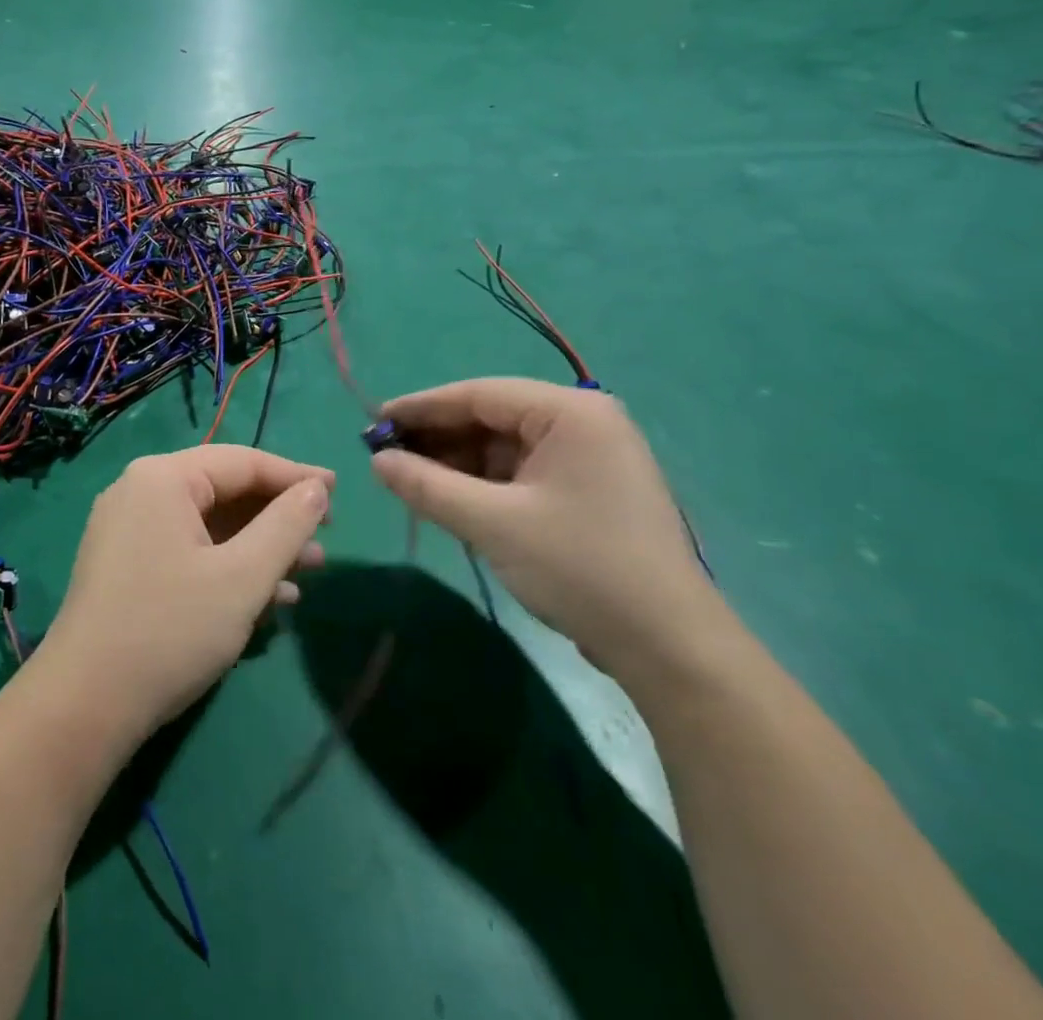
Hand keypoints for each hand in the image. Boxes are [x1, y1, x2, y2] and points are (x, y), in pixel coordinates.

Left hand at [43, 447, 331, 736]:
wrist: (84, 706)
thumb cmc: (170, 630)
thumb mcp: (242, 577)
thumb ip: (286, 525)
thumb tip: (317, 488)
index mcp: (163, 478)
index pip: (243, 462)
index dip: (295, 476)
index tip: (338, 493)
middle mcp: (140, 491)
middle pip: (224, 490)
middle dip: (278, 518)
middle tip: (324, 540)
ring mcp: (128, 529)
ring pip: (209, 524)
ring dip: (259, 547)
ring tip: (308, 572)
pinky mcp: (126, 565)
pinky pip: (189, 549)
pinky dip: (228, 566)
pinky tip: (268, 597)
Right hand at [370, 379, 724, 680]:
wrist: (668, 648)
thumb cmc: (579, 568)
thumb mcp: (492, 524)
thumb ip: (428, 486)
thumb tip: (377, 462)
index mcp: (570, 413)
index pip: (479, 394)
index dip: (422, 407)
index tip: (374, 422)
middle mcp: (583, 423)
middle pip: (492, 418)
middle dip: (438, 438)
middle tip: (386, 456)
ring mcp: (589, 459)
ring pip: (505, 448)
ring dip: (458, 463)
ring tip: (409, 480)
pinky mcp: (588, 491)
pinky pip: (522, 474)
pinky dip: (484, 485)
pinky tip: (450, 499)